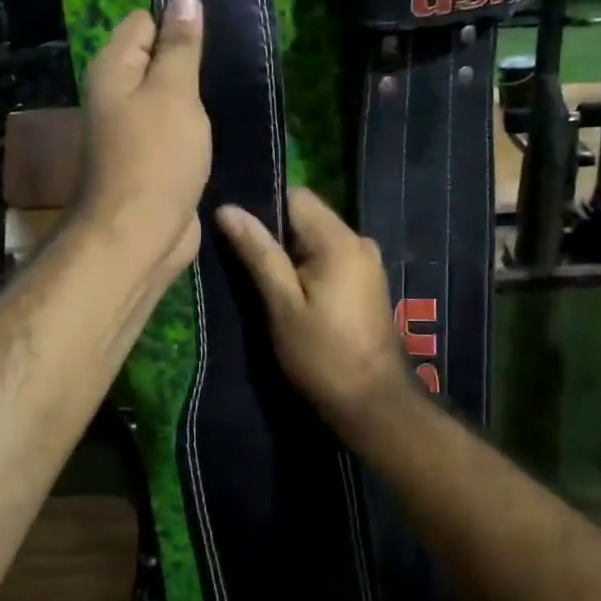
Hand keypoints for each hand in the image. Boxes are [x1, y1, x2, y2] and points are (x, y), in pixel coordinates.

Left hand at [73, 0, 209, 282]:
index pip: (144, 22)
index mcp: (113, 69)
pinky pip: (178, 129)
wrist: (140, 235)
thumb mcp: (173, 92)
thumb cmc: (156, 157)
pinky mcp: (154, 159)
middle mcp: (117, 95)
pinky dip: (198, 127)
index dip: (178, 20)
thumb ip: (180, 46)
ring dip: (199, 95)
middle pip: (158, 59)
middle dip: (193, 58)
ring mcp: (135, 130)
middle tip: (236, 59)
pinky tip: (227, 123)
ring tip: (238, 86)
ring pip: (171, 97)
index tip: (219, 27)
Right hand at [215, 188, 414, 428]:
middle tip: (245, 264)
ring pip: (317, 239)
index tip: (238, 234)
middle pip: (307, 217)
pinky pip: (330, 258)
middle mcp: (359, 241)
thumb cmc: (322, 355)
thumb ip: (258, 253)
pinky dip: (308, 268)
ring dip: (290, 255)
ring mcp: (367, 262)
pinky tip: (292, 295)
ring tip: (265, 283)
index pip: (295, 196)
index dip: (264, 208)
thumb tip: (228, 209)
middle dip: (276, 235)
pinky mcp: (368, 282)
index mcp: (340, 241)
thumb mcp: (282, 304)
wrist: (373, 403)